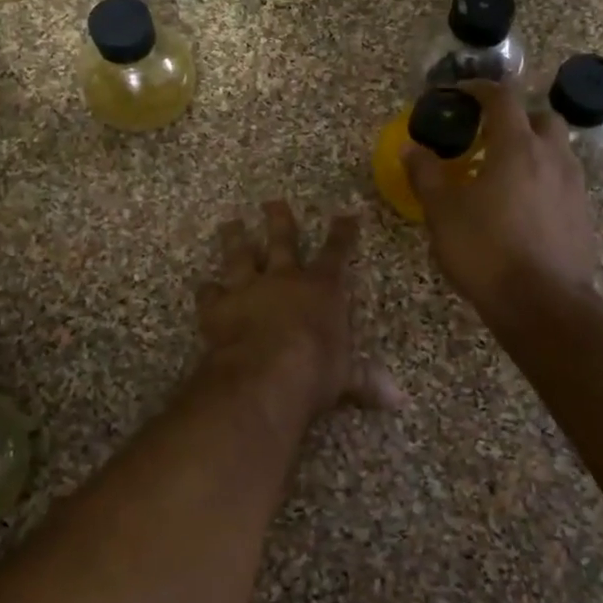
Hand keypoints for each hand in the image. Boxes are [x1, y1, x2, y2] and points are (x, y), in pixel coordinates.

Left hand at [196, 201, 402, 421]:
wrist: (264, 375)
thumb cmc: (315, 370)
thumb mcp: (346, 376)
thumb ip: (366, 380)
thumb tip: (398, 400)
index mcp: (321, 289)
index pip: (336, 253)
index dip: (342, 233)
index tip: (345, 214)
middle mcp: (284, 280)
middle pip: (282, 241)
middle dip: (280, 220)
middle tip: (272, 202)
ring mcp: (248, 289)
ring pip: (240, 256)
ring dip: (236, 239)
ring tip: (231, 223)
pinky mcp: (218, 308)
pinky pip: (210, 293)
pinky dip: (207, 291)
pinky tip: (204, 287)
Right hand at [403, 80, 598, 315]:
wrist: (542, 303)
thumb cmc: (485, 250)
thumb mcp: (442, 212)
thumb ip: (426, 174)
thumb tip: (412, 149)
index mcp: (516, 146)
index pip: (502, 98)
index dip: (479, 89)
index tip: (460, 95)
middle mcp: (552, 157)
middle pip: (541, 118)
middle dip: (516, 118)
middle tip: (489, 136)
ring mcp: (574, 186)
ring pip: (557, 151)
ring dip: (533, 150)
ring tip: (504, 173)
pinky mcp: (584, 215)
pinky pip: (564, 182)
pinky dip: (544, 181)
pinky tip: (523, 207)